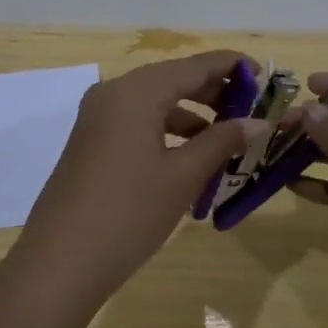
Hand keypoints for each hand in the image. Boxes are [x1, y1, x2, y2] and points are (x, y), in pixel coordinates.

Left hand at [10, 50, 267, 315]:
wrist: (60, 262)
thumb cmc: (129, 212)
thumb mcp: (182, 175)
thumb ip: (222, 141)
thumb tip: (259, 122)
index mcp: (136, 91)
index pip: (195, 65)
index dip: (233, 67)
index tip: (267, 77)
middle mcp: (113, 94)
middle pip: (173, 80)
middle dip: (215, 93)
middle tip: (253, 112)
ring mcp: (97, 119)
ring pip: (155, 104)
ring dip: (193, 117)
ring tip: (228, 141)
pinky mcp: (90, 143)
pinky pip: (137, 124)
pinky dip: (167, 134)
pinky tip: (190, 160)